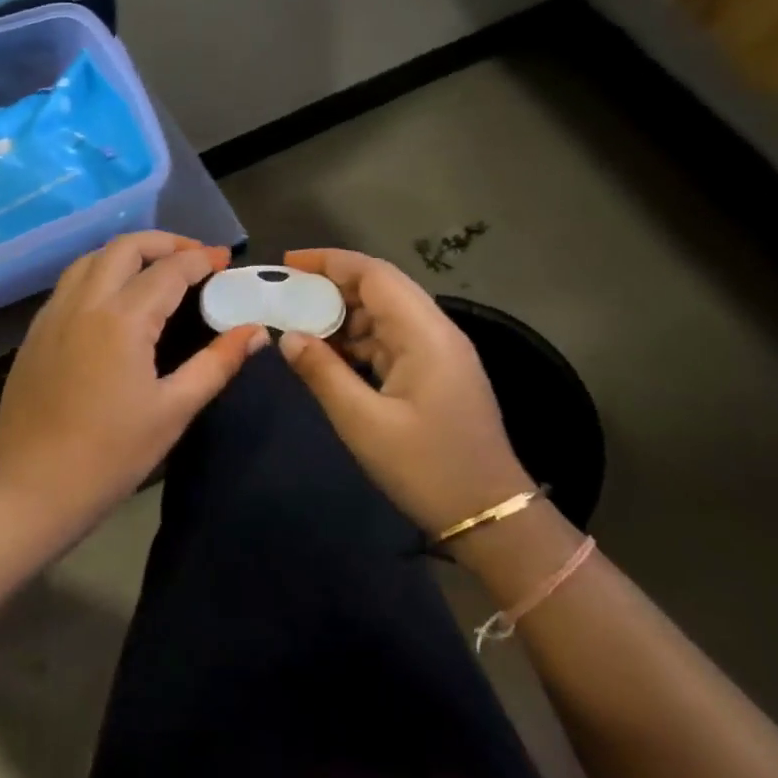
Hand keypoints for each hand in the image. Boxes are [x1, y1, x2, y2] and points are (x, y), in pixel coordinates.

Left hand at [0, 233, 267, 521]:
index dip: (201, 260)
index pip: (169, 270)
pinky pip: (70, 282)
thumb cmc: (110, 455)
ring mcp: (53, 314)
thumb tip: (255, 332)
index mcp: (122, 318)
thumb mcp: (173, 411)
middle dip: (164, 242)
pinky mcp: (36, 331)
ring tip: (156, 270)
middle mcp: (84, 302)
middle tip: (194, 257)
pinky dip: (99, 272)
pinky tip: (114, 299)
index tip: (225, 259)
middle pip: (125, 247)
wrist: (31, 488)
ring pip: (91, 258)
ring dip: (127, 253)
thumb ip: (216, 364)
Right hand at [277, 249, 533, 536]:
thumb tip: (288, 336)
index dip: (329, 261)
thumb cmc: (426, 468)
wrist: (491, 516)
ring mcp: (439, 353)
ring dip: (343, 315)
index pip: (374, 274)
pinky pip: (391, 340)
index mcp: (424, 334)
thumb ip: (322, 373)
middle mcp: (436, 331)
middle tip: (286, 296)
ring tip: (300, 326)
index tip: (287, 264)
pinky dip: (358, 340)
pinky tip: (330, 356)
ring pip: (385, 314)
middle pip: (380, 288)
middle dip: (331, 286)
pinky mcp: (436, 373)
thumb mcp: (363, 423)